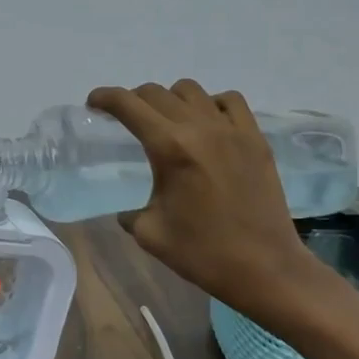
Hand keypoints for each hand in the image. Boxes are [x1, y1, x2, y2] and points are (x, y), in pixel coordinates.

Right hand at [87, 80, 331, 324]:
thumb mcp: (150, 233)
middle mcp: (200, 128)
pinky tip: (207, 124)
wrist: (265, 267)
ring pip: (192, 91)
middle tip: (125, 118)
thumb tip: (126, 210)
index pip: (129, 105)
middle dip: (133, 100)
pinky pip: (230, 101)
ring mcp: (232, 130)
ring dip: (170, 99)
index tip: (93, 102)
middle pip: (157, 93)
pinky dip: (211, 104)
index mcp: (170, 148)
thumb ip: (129, 212)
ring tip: (166, 121)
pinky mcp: (255, 139)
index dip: (105, 98)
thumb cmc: (202, 253)